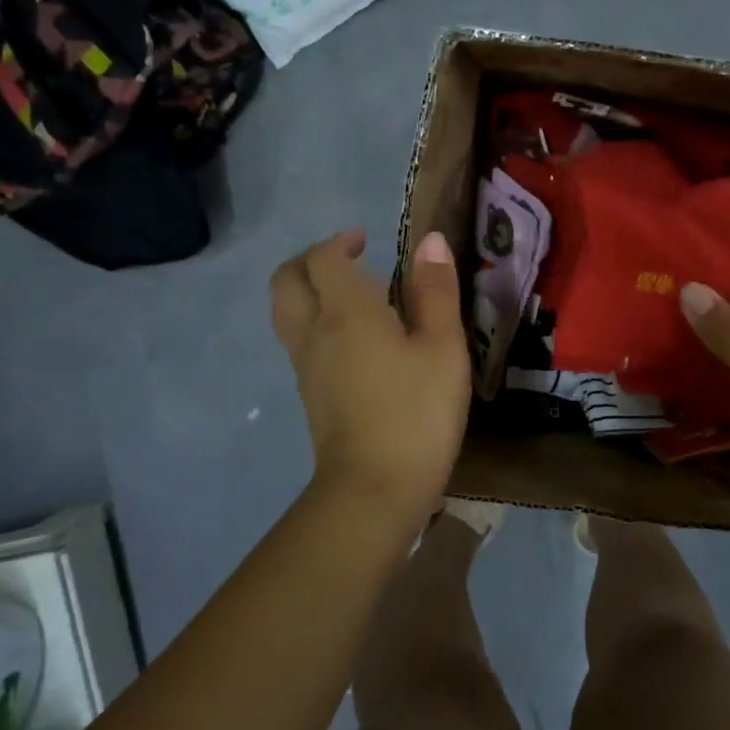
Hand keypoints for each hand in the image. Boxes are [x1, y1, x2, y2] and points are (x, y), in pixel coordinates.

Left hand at [270, 229, 469, 525]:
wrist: (375, 489)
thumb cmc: (417, 411)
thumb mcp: (443, 348)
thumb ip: (436, 291)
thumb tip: (430, 241)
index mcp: (346, 312)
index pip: (323, 258)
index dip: (341, 242)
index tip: (368, 242)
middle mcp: (314, 332)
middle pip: (287, 280)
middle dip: (310, 260)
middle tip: (348, 261)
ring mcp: (306, 366)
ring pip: (286, 312)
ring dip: (308, 291)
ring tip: (351, 296)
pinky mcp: (310, 395)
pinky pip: (299, 341)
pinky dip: (315, 322)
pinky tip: (354, 340)